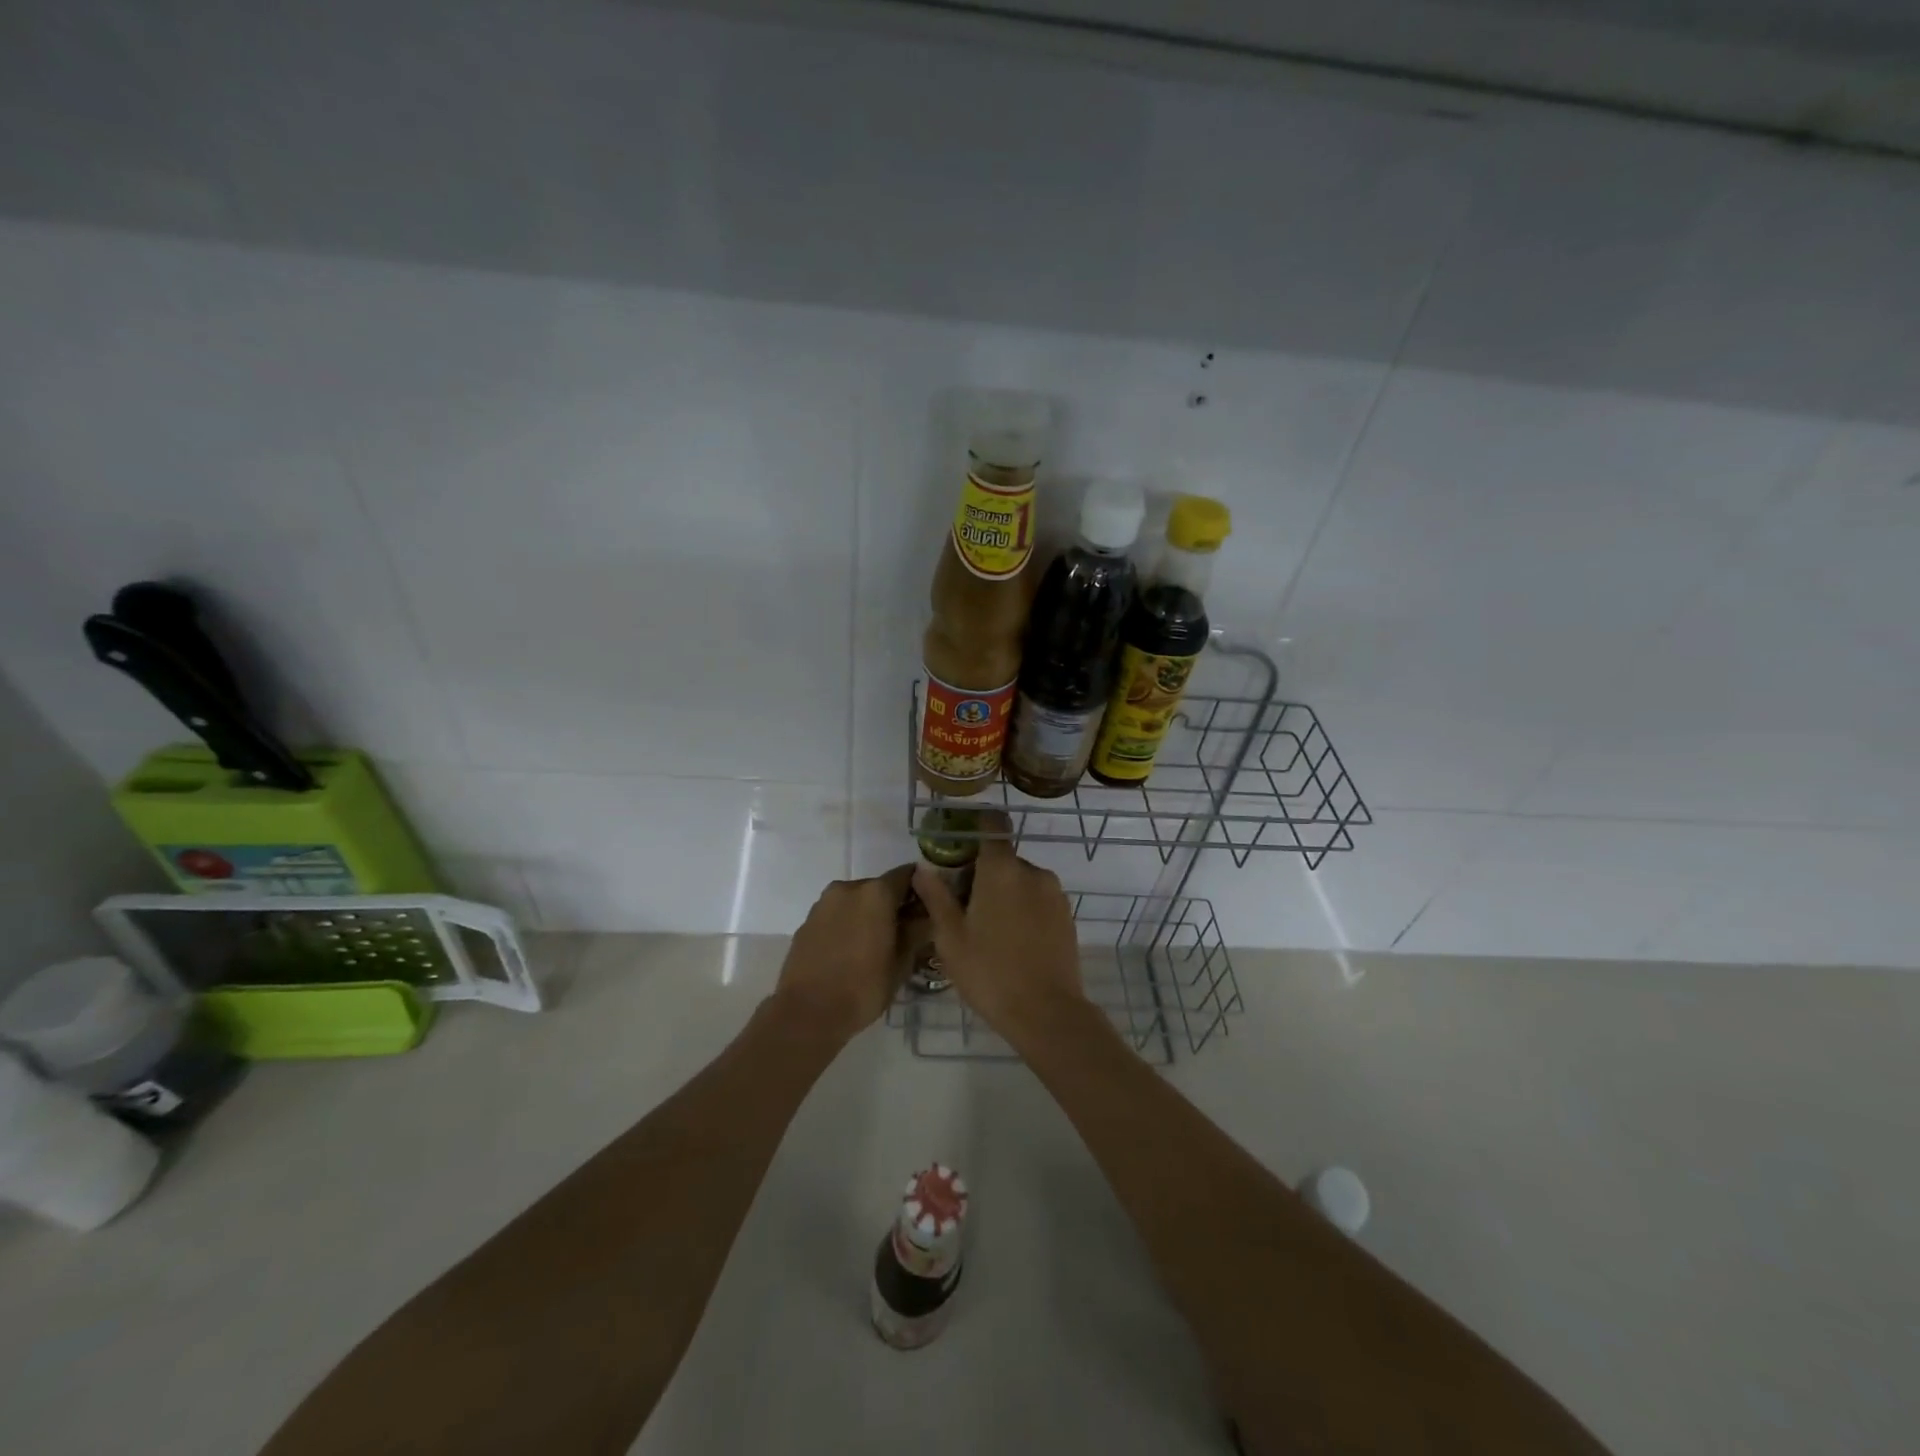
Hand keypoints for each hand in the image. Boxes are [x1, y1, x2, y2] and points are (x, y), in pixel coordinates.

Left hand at [772, 866, 915, 1043]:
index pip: (908, 874)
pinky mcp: (806, 921)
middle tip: (904, 932)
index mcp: (876, 893)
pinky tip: (850, 952)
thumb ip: (916, 932)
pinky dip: (848, 924)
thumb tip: (925, 917)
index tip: (928, 907)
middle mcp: (848, 888)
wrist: (806, 1013)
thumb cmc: (862, 988)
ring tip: (876, 945)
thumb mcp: (901, 963)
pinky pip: (836, 915)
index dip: (921, 888)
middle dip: (893, 905)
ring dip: (868, 915)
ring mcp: (824, 903)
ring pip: (856, 901)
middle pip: (880, 887)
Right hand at [912, 821, 1086, 1043]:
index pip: (993, 826)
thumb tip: (923, 867)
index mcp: (1001, 869)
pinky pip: (1038, 899)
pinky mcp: (1067, 915)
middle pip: (1003, 858)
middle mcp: (1032, 872)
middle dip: (983, 873)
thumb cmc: (989, 971)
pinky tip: (1012, 941)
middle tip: (963, 907)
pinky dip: (1023, 909)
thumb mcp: (950, 937)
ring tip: (987, 930)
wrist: (1046, 1012)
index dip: (977, 827)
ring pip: (1021, 881)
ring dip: (1004, 893)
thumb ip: (936, 896)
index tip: (960, 845)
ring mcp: (1054, 893)